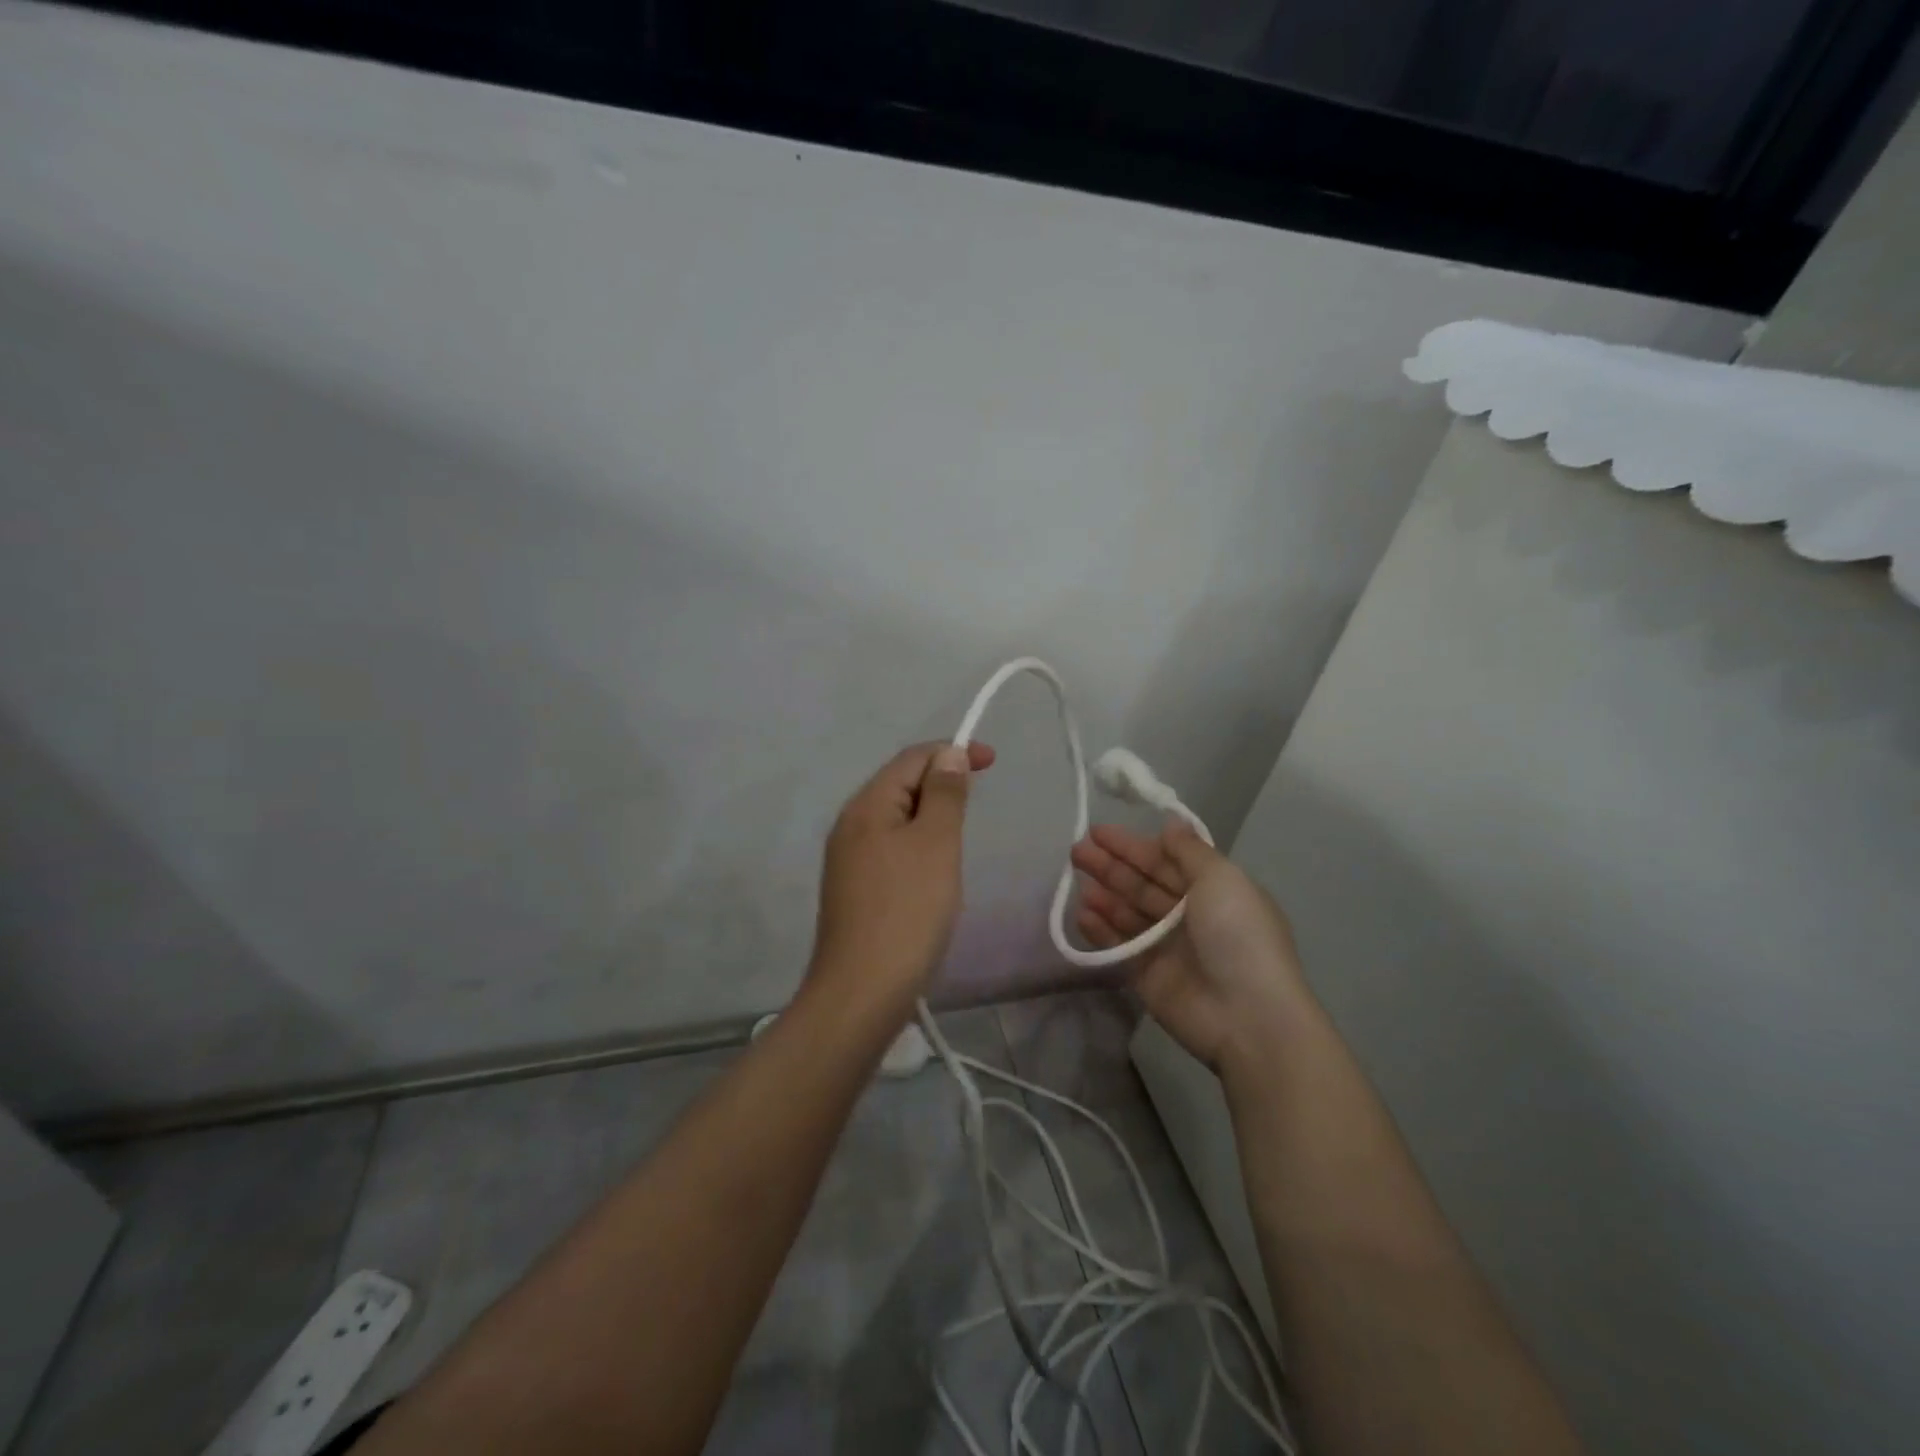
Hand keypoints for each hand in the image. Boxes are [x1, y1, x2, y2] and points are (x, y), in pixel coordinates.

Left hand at [809, 740, 995, 1016]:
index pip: (910, 759)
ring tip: (960, 834)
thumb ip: (944, 794)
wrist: (863, 991)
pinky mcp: (855, 890)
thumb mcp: (935, 844)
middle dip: (941, 782)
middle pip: (899, 785)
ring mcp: (849, 860)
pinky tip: (935, 870)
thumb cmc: (907, 911)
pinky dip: (919, 845)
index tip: (992, 761)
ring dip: (931, 816)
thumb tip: (947, 754)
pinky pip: (892, 849)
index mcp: (866, 806)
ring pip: (896, 820)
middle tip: (978, 798)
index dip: (951, 751)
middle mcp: (850, 825)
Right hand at [1071, 822, 1310, 1070]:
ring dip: (1103, 893)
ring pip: (1128, 912)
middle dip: (1111, 865)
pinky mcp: (1147, 975)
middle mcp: (1189, 915)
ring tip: (1075, 879)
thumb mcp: (1221, 879)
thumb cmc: (1237, 935)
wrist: (1247, 1016)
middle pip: (1143, 883)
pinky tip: (1081, 913)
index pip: (1166, 860)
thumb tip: (1170, 822)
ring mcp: (1167, 947)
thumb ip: (1189, 850)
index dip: (1133, 845)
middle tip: (1076, 850)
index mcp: (1213, 890)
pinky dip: (1100, 929)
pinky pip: (1118, 945)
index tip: (1098, 831)